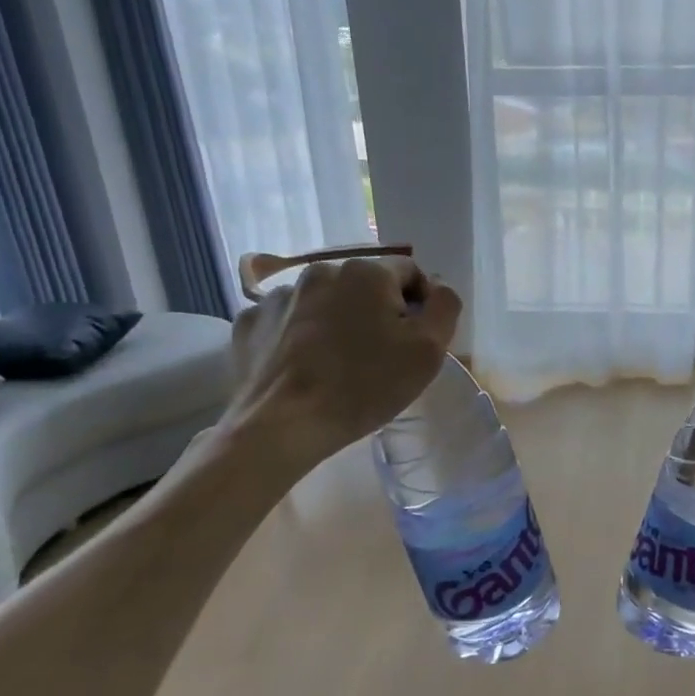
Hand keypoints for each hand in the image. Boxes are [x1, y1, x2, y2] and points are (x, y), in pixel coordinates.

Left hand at [221, 257, 461, 478]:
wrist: (283, 424)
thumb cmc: (366, 386)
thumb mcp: (428, 350)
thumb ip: (445, 307)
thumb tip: (438, 288)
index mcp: (367, 272)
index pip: (410, 273)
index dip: (420, 306)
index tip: (414, 342)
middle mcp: (321, 271)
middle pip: (364, 287)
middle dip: (376, 312)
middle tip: (378, 356)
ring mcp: (278, 295)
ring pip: (324, 302)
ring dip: (336, 322)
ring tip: (337, 364)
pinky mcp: (249, 321)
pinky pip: (286, 321)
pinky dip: (298, 336)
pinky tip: (303, 366)